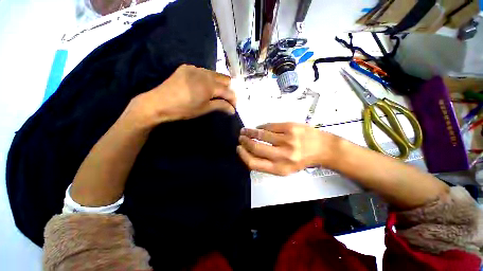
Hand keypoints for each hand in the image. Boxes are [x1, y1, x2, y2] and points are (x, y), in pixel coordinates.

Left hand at [128, 64, 235, 126]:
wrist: (158, 103)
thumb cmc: (183, 109)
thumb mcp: (204, 109)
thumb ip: (221, 106)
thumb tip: (233, 110)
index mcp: (209, 85)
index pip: (228, 91)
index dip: (233, 99)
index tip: (234, 107)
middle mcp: (204, 72)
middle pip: (224, 79)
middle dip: (228, 90)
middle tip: (227, 100)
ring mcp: (195, 68)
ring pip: (215, 74)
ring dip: (219, 84)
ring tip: (217, 94)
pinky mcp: (187, 67)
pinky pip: (204, 72)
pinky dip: (209, 79)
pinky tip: (205, 87)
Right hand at [237, 123, 338, 175]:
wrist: (323, 148)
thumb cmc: (302, 160)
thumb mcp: (285, 168)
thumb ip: (267, 163)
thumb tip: (249, 152)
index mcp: (280, 169)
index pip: (254, 163)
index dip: (243, 155)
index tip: (239, 148)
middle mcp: (283, 156)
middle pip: (255, 148)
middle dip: (245, 141)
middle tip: (241, 137)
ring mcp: (287, 140)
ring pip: (261, 134)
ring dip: (250, 132)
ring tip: (245, 130)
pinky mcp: (290, 127)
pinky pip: (269, 126)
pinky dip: (261, 127)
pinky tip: (259, 128)